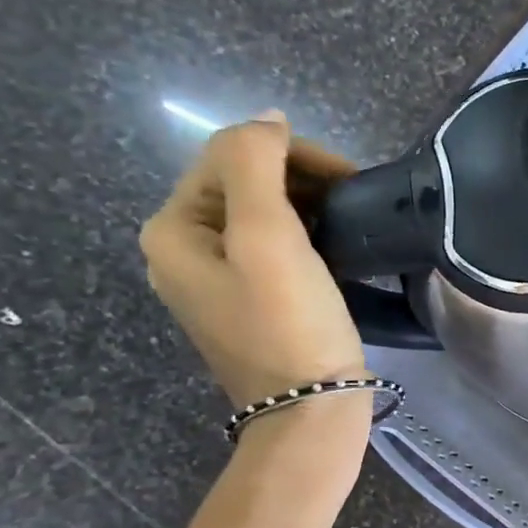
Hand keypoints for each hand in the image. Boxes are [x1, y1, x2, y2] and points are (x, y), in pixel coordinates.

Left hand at [141, 112, 367, 410]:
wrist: (310, 409)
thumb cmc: (289, 324)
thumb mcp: (267, 237)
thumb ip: (256, 163)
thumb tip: (267, 118)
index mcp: (173, 230)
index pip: (230, 155)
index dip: (291, 155)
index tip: (349, 179)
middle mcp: (183, 249)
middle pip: (243, 182)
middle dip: (300, 179)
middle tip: (354, 200)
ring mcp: (216, 279)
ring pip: (262, 214)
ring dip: (308, 205)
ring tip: (351, 222)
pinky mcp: (251, 301)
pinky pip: (273, 247)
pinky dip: (306, 236)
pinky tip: (336, 249)